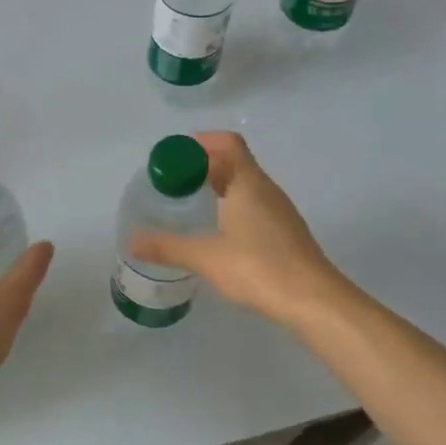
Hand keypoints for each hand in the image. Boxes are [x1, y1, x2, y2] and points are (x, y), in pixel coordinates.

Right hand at [126, 131, 346, 326]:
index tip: (173, 157)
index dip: (200, 143)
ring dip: (218, 187)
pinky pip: (253, 206)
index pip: (227, 144)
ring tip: (190, 204)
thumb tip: (131, 240)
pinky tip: (216, 231)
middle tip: (173, 182)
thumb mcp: (206, 257)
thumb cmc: (259, 268)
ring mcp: (279, 212)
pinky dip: (231, 206)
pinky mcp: (284, 233)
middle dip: (203, 166)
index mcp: (248, 183)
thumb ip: (168, 246)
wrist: (314, 300)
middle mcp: (266, 190)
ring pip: (245, 185)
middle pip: (235, 162)